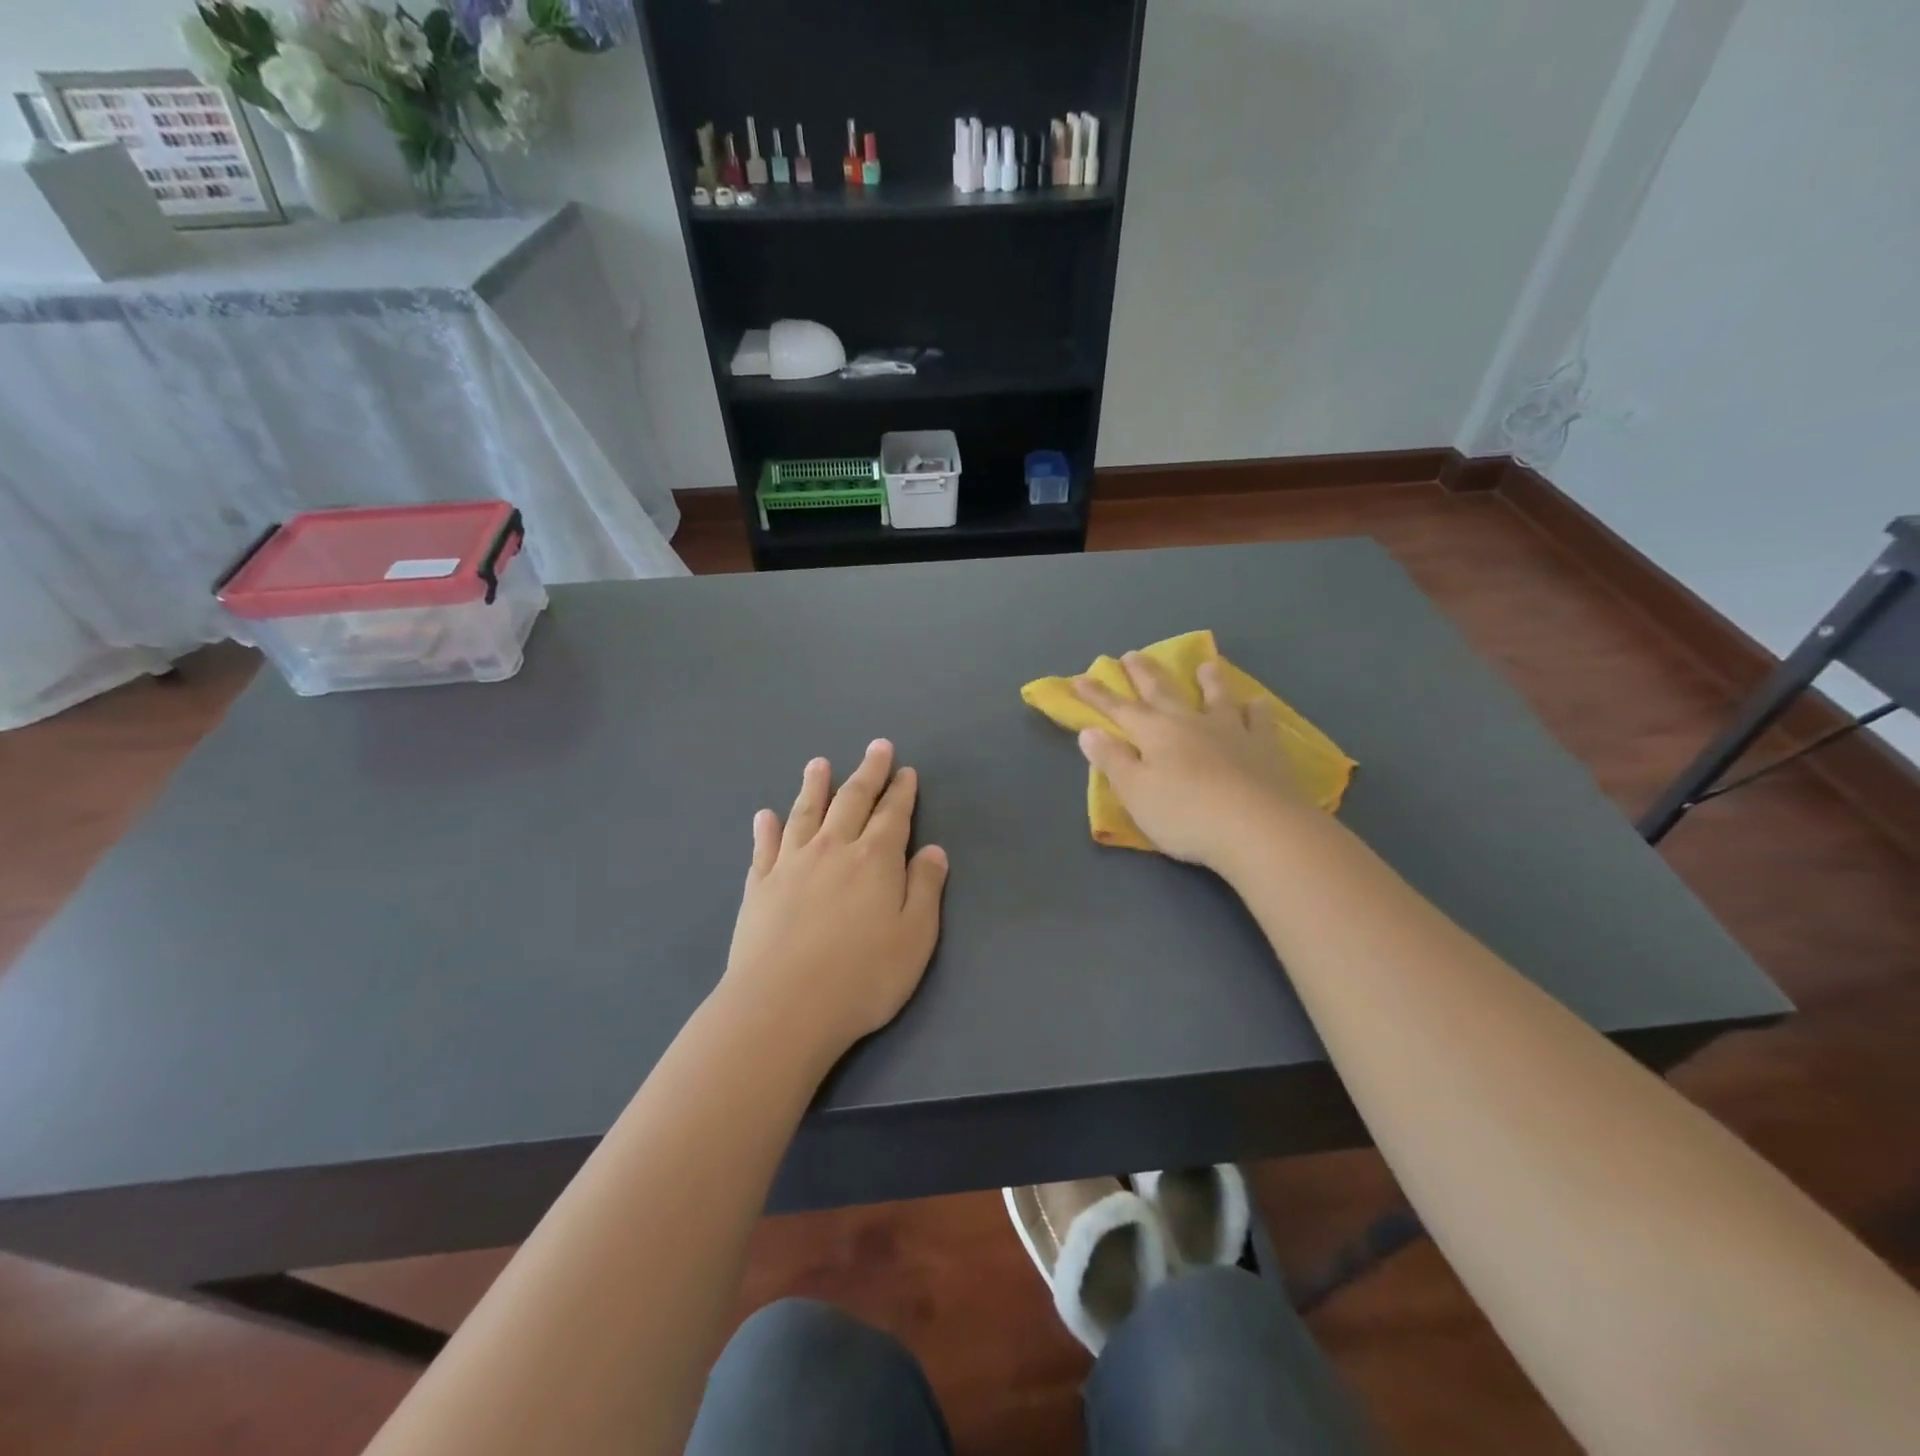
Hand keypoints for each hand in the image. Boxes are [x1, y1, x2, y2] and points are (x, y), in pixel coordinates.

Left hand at [721, 740, 949, 1065]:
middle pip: (852, 800)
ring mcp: (791, 865)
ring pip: (805, 813)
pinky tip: (765, 816)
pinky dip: (766, 828)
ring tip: (818, 764)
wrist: (783, 1006)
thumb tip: (933, 850)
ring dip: (814, 786)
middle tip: (876, 747)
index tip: (905, 770)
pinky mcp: (759, 887)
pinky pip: (764, 847)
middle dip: (868, 772)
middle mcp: (833, 849)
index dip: (901, 791)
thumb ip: (926, 888)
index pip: (893, 815)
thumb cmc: (862, 976)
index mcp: (875, 859)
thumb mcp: (916, 937)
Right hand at [1074, 653, 1312, 867]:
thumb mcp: (1136, 793)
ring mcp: (1231, 732)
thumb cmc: (1185, 814)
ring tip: (1206, 665)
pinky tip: (1257, 703)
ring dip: (1208, 681)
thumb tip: (1089, 732)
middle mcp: (1190, 723)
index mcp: (1155, 733)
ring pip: (1216, 697)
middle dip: (1144, 674)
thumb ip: (1112, 760)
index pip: (1119, 709)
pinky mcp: (1265, 748)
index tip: (1079, 679)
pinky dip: (1256, 710)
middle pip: (1162, 692)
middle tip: (1132, 655)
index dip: (1097, 695)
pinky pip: (1260, 721)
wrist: (1258, 828)